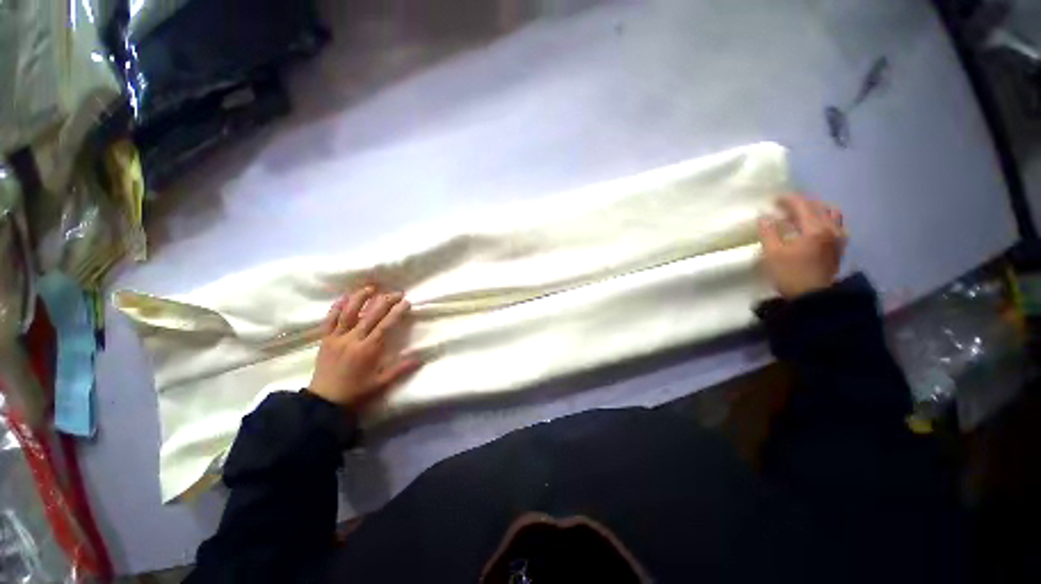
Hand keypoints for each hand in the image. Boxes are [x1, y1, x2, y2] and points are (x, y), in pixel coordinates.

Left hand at [307, 287, 420, 411]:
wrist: (325, 401)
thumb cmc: (356, 391)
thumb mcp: (381, 383)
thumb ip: (400, 369)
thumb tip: (420, 358)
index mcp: (368, 349)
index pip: (385, 325)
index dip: (397, 312)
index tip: (406, 302)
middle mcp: (353, 339)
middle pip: (371, 314)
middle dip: (385, 301)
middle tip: (397, 293)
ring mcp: (337, 337)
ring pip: (349, 312)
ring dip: (360, 297)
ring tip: (371, 287)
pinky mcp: (325, 339)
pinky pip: (330, 319)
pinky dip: (337, 306)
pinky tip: (344, 296)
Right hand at [758, 195, 846, 298]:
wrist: (813, 298)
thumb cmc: (790, 274)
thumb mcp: (773, 253)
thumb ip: (769, 232)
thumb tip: (765, 216)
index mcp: (814, 229)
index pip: (802, 205)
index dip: (787, 199)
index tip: (773, 199)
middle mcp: (830, 229)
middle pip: (818, 206)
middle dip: (800, 202)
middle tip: (784, 205)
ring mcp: (838, 238)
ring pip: (831, 213)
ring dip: (816, 209)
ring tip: (802, 213)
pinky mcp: (839, 247)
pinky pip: (836, 224)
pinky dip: (824, 219)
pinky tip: (815, 226)